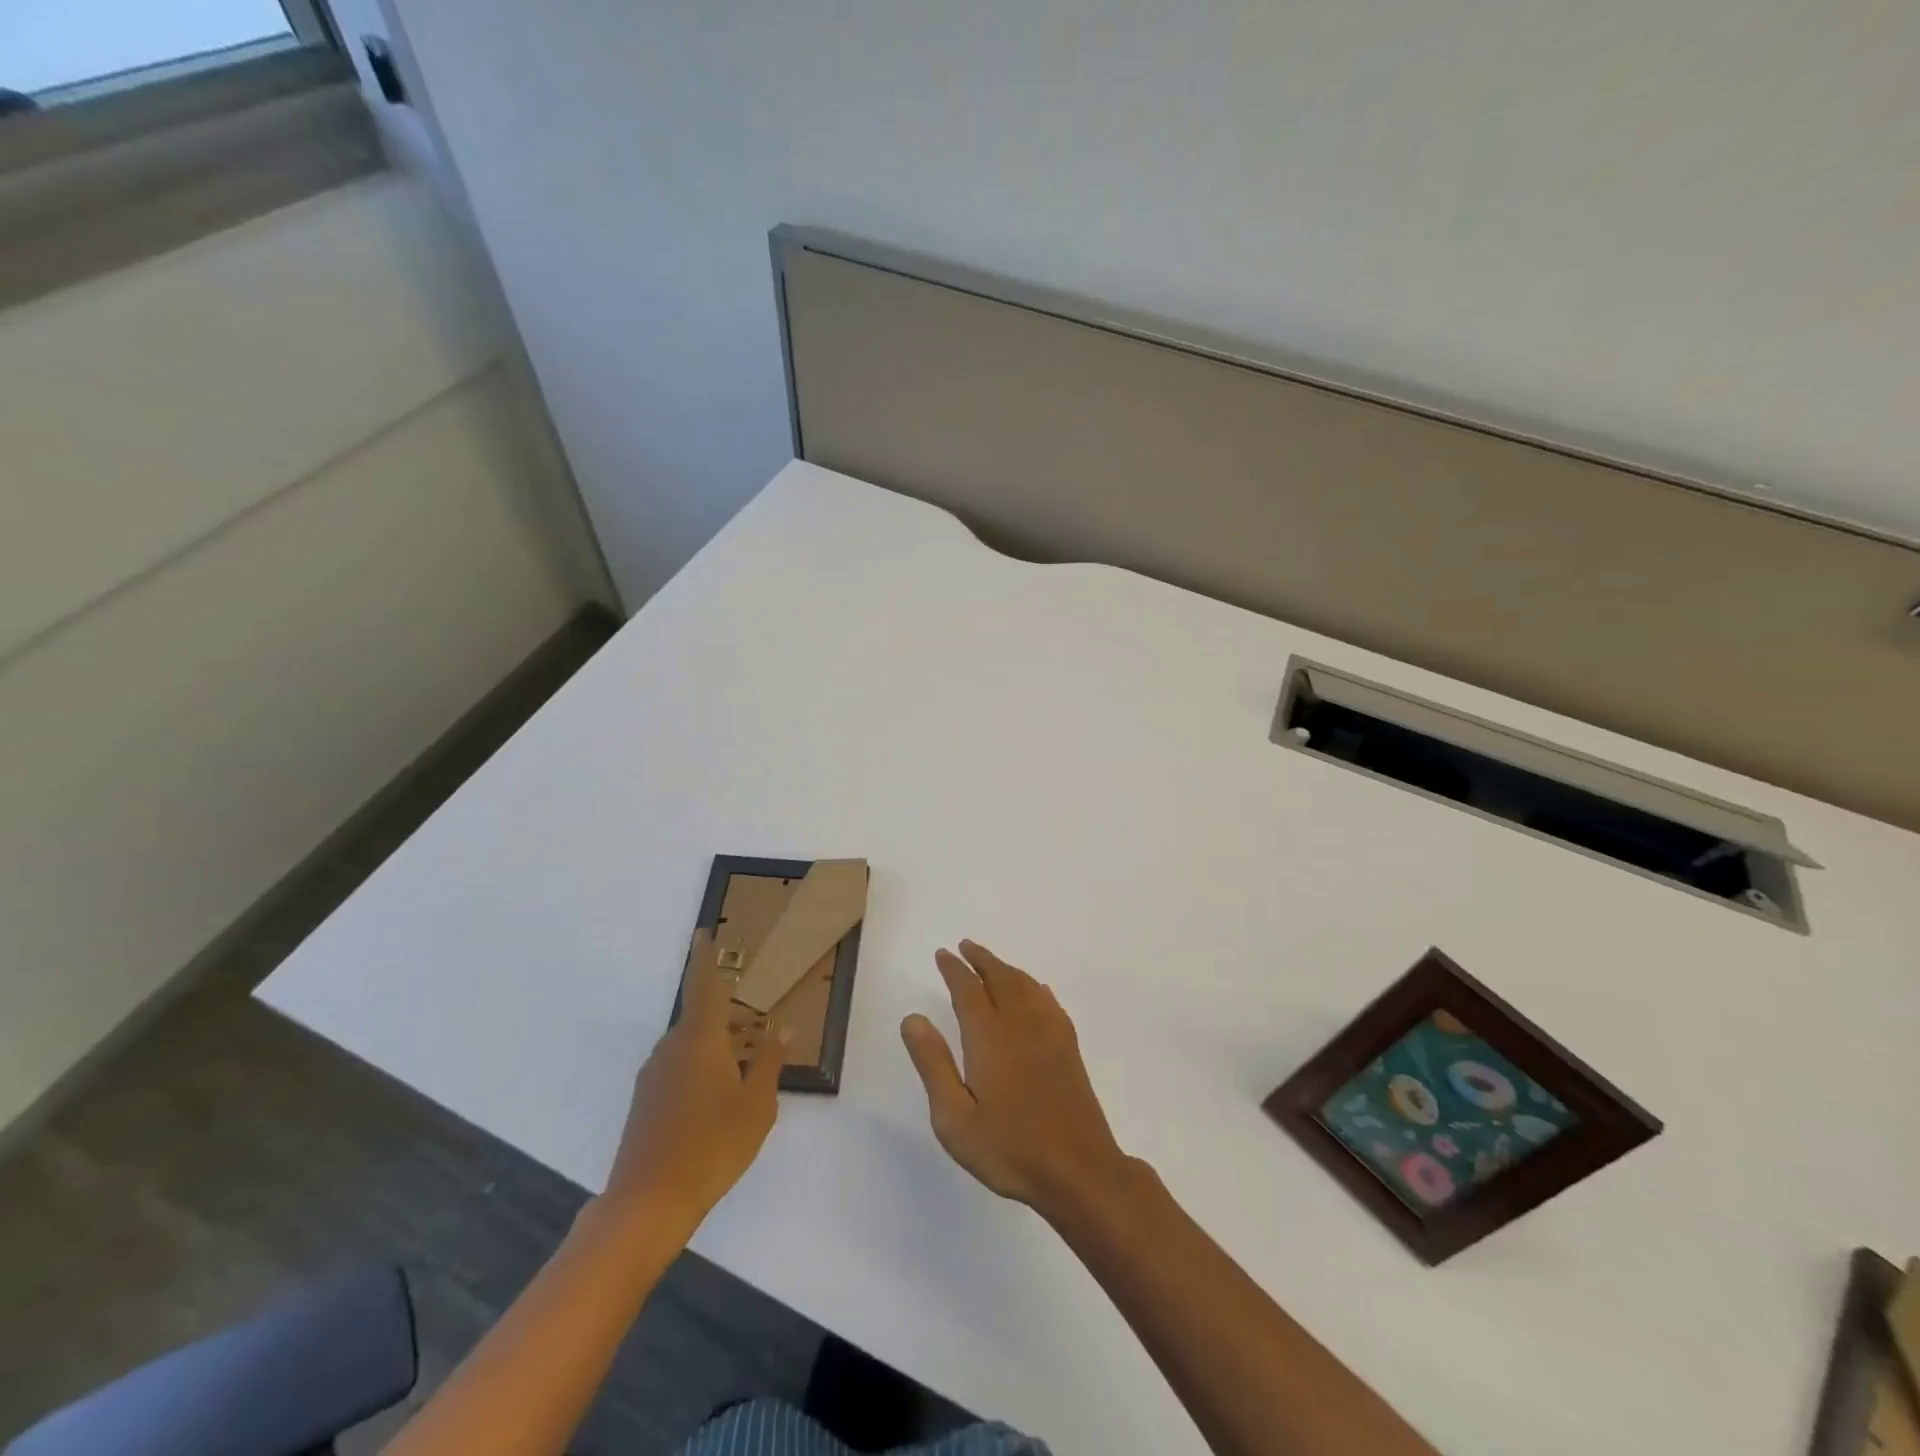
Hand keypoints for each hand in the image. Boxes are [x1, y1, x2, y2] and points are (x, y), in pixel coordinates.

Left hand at [602, 938, 785, 1236]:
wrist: (647, 1202)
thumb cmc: (712, 1146)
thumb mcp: (756, 1104)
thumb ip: (769, 1061)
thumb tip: (782, 1028)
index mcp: (700, 1039)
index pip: (704, 986)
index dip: (704, 957)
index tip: (702, 933)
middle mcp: (671, 1047)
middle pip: (700, 1019)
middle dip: (726, 1020)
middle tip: (753, 1034)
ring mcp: (653, 1075)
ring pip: (689, 1046)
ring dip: (714, 1049)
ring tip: (740, 1074)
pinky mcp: (644, 1101)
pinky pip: (677, 1068)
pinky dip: (699, 1070)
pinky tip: (715, 1102)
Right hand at [901, 940, 1134, 1218]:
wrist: (1078, 1169)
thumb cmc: (1009, 1147)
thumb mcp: (954, 1117)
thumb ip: (933, 1064)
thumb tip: (913, 1018)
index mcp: (989, 1036)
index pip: (967, 989)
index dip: (954, 969)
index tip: (942, 954)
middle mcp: (1020, 1023)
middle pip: (999, 977)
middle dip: (980, 959)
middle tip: (965, 946)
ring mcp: (1049, 1032)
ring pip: (1025, 985)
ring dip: (1005, 968)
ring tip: (992, 963)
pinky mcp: (1068, 1047)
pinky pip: (1048, 1001)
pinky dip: (1034, 987)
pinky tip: (1035, 991)